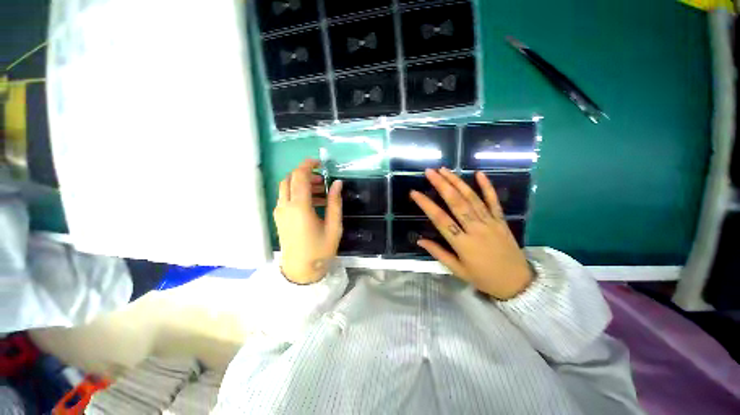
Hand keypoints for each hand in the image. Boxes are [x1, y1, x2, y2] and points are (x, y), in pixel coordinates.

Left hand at [274, 159, 342, 283]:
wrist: (300, 271)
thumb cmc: (320, 250)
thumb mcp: (333, 226)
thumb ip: (335, 202)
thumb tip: (337, 183)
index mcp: (299, 207)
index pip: (299, 177)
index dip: (307, 165)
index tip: (319, 162)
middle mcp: (285, 206)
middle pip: (289, 179)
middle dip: (305, 174)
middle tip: (322, 180)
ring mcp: (280, 212)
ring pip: (286, 188)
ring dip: (301, 184)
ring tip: (321, 192)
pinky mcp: (279, 218)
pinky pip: (286, 198)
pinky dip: (297, 194)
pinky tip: (312, 203)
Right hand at [410, 168, 532, 299]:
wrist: (518, 283)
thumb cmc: (484, 278)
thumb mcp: (457, 270)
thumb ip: (438, 253)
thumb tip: (419, 240)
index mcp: (463, 244)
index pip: (440, 220)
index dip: (426, 205)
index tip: (414, 193)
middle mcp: (476, 229)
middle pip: (456, 203)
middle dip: (442, 185)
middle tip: (430, 172)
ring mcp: (490, 223)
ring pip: (472, 198)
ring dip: (457, 182)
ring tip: (444, 170)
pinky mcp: (501, 220)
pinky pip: (494, 201)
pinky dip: (487, 186)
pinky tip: (479, 174)